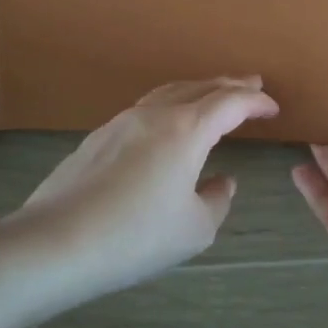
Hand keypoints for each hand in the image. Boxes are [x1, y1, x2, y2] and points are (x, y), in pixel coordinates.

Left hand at [17, 77, 278, 301]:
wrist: (54, 243)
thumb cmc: (135, 236)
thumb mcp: (194, 229)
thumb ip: (217, 201)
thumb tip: (221, 181)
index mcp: (187, 129)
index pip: (231, 103)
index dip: (255, 102)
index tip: (272, 107)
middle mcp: (156, 114)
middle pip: (200, 87)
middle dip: (230, 85)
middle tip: (251, 84)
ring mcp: (122, 122)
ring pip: (169, 92)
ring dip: (198, 90)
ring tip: (212, 96)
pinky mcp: (98, 137)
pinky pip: (146, 109)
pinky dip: (170, 106)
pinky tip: (167, 126)